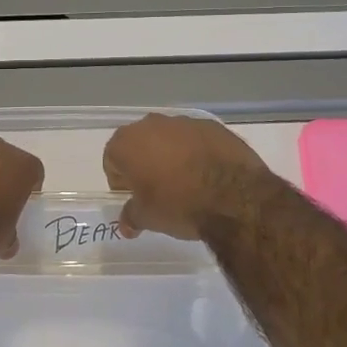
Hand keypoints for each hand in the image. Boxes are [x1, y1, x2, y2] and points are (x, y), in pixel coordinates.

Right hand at [102, 114, 270, 241]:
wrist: (234, 196)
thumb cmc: (179, 205)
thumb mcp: (148, 218)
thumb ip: (131, 217)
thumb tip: (125, 225)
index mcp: (127, 142)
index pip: (112, 160)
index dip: (121, 181)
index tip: (134, 198)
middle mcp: (151, 124)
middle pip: (139, 144)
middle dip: (144, 164)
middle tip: (157, 190)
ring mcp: (183, 122)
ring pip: (169, 139)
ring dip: (171, 156)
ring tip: (186, 183)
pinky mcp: (212, 126)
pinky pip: (196, 139)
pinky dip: (197, 152)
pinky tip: (209, 174)